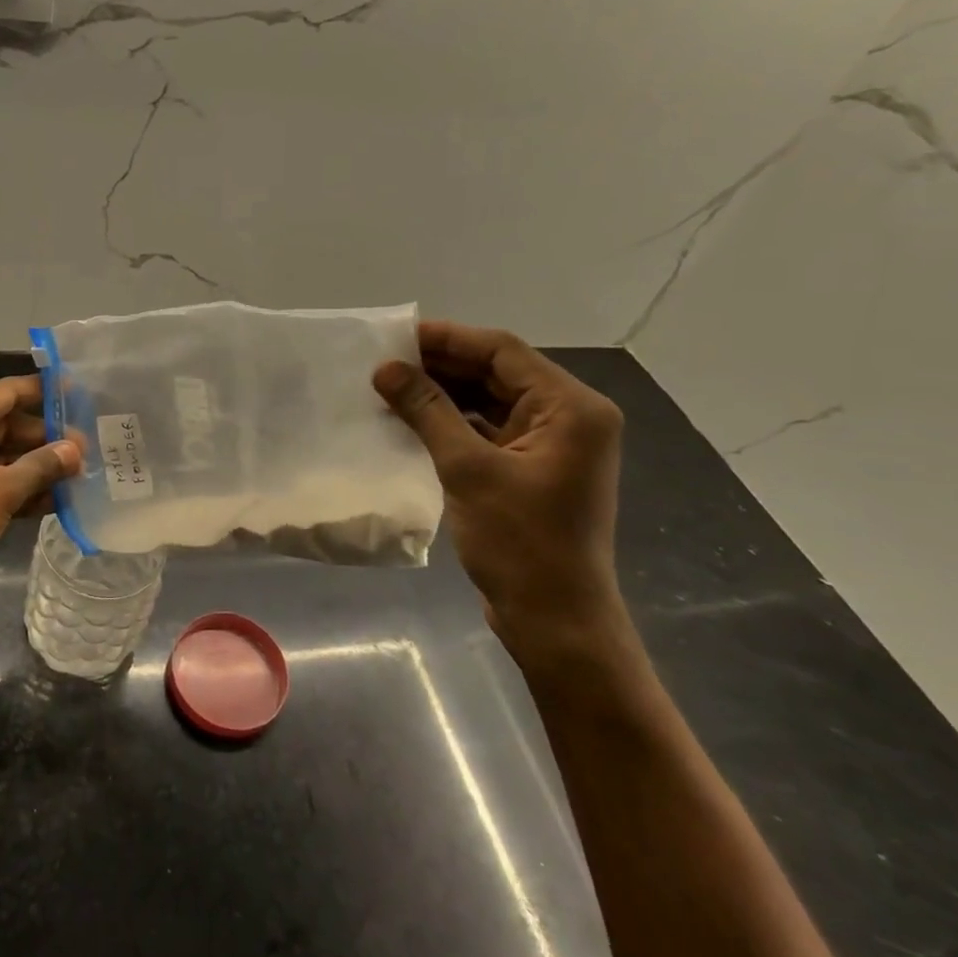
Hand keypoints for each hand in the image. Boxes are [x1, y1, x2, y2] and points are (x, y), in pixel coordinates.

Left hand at [0, 375, 80, 630]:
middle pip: (8, 426)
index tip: (83, 395)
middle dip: (47, 438)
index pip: (8, 392)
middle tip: (91, 451)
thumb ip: (38, 467)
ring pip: (4, 459)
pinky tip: (57, 503)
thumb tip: (74, 449)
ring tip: (83, 477)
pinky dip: (22, 492)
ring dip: (38, 468)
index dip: (45, 392)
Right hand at [374, 320, 629, 668]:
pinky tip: (411, 420)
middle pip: (499, 373)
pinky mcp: (531, 468)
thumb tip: (385, 368)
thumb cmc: (520, 543)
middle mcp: (569, 417)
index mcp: (571, 408)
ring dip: (443, 393)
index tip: (396, 336)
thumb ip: (428, 411)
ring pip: (490, 401)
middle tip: (385, 361)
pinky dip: (452, 422)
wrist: (554, 620)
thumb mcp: (468, 470)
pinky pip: (488, 429)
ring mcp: (551, 445)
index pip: (504, 352)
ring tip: (390, 386)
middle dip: (442, 365)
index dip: (448, 338)